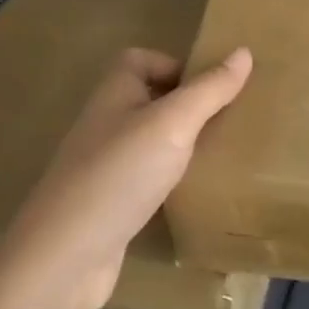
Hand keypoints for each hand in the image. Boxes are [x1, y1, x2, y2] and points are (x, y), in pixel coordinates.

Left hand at [5, 46, 252, 308]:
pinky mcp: (108, 204)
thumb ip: (209, 89)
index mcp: (115, 92)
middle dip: (186, 107)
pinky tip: (191, 194)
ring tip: (217, 155)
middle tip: (226, 120)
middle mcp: (105, 122)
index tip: (212, 88)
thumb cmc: (120, 174)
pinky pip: (145, 180)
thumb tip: (244, 51)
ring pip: (149, 142)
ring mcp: (103, 166)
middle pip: (148, 99)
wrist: (65, 256)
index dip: (175, 66)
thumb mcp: (173, 124)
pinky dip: (168, 182)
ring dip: (179, 146)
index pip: (141, 60)